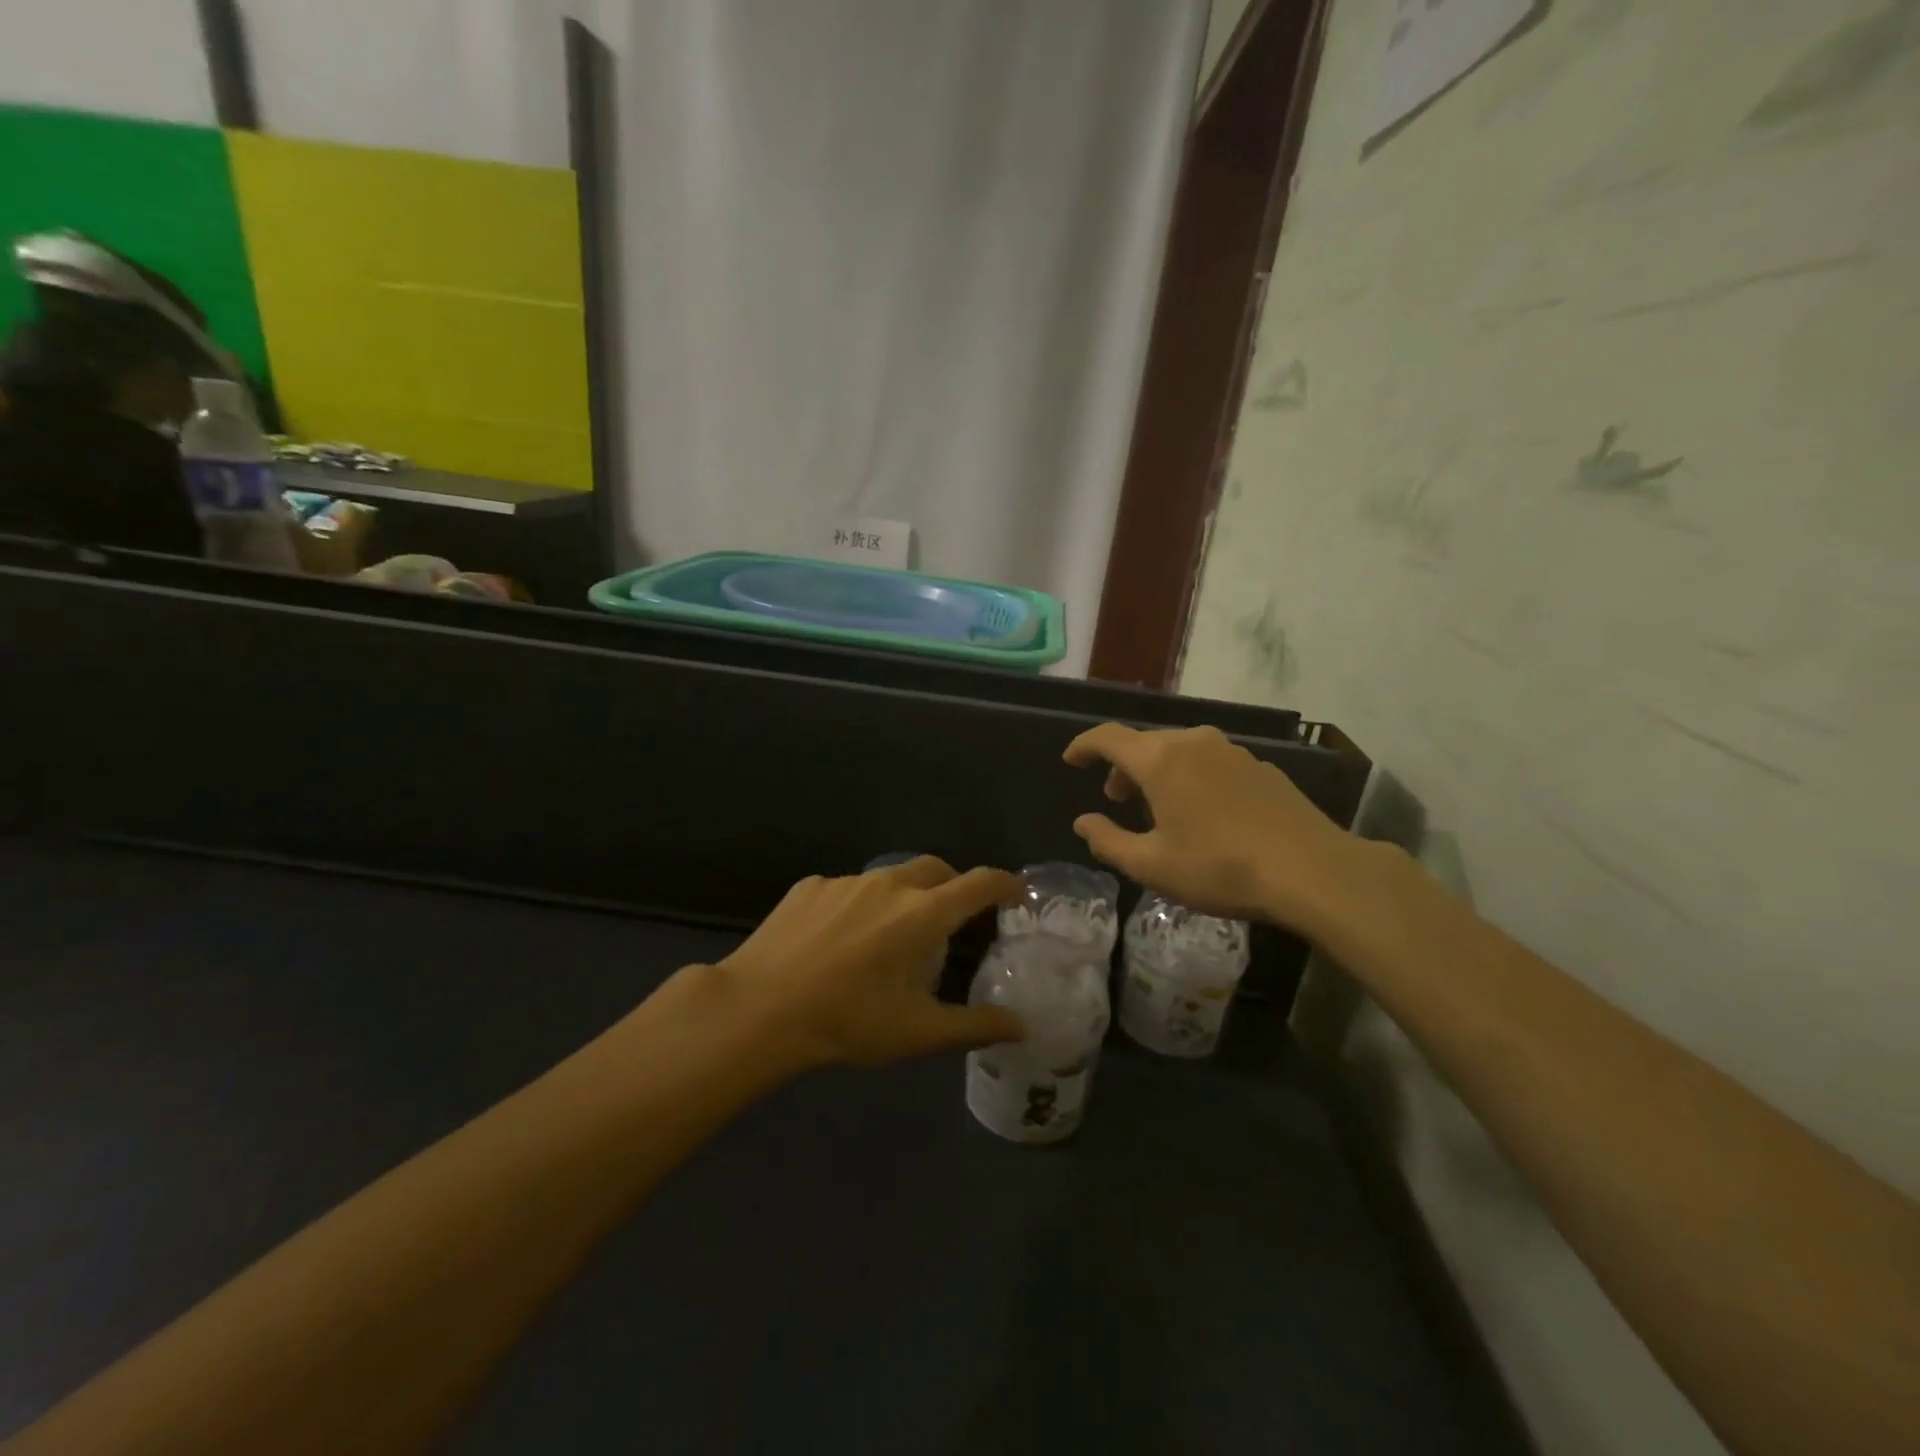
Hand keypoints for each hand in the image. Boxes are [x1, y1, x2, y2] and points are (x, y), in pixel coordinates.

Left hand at [715, 857, 1024, 1067]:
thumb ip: (976, 1025)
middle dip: (954, 885)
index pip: (980, 882)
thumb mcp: (919, 1032)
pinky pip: (849, 888)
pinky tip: (841, 939)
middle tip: (954, 919)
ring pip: (890, 876)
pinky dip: (860, 904)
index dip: (1005, 883)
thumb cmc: (849, 1021)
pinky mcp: (810, 886)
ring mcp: (846, 881)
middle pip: (937, 869)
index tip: (1016, 892)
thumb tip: (1023, 1026)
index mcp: (923, 913)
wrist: (760, 1009)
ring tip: (893, 934)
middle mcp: (890, 884)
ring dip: (905, 895)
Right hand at [1063, 723, 1379, 935]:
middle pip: (1145, 743)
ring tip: (1160, 809)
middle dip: (1123, 767)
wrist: (1311, 870)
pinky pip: (1210, 762)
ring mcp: (1231, 751)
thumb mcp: (1152, 865)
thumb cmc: (1219, 868)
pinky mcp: (1260, 766)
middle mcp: (1193, 742)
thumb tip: (1083, 822)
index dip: (1084, 745)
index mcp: (1159, 760)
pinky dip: (1192, 777)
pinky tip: (1205, 813)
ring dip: (1158, 772)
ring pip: (1179, 751)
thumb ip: (1108, 841)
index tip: (1071, 760)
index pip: (1108, 737)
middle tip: (1117, 799)